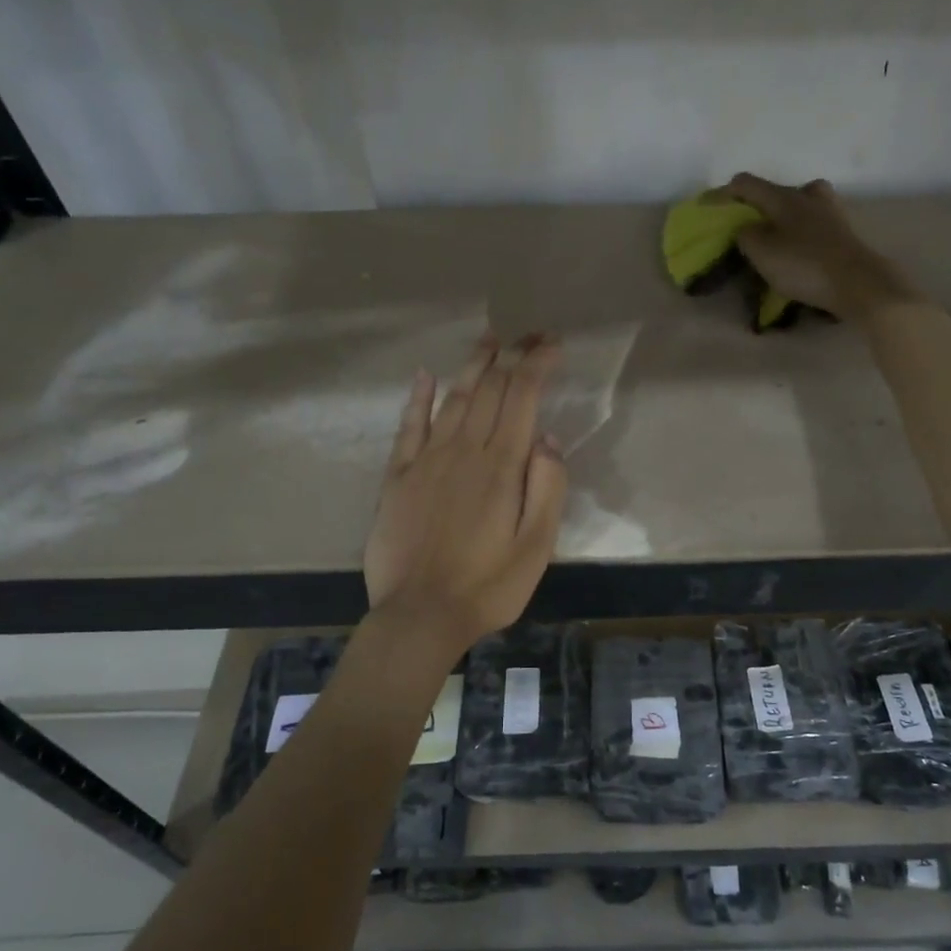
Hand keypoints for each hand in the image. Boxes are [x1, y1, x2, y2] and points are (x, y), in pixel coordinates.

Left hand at [363, 333, 568, 648]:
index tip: (553, 344)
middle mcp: (464, 450)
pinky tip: (424, 376)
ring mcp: (427, 460)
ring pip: (453, 398)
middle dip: (512, 355)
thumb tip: (546, 438)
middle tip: (529, 334)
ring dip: (472, 366)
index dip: (538, 363)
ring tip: (488, 340)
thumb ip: (547, 488)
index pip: (522, 396)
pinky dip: (418, 398)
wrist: (419, 616)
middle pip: (490, 388)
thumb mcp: (537, 546)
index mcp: (502, 465)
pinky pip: (409, 426)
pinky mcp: (398, 477)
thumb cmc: (488, 586)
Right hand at [709, 173, 915, 319]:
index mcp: (783, 196)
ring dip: (780, 216)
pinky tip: (797, 246)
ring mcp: (829, 209)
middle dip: (754, 207)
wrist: (858, 282)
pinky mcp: (842, 228)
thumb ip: (746, 236)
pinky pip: (812, 221)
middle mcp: (807, 194)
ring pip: (795, 204)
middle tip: (743, 228)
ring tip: (772, 237)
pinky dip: (799, 229)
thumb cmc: (804, 266)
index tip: (708, 208)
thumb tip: (746, 228)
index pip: (745, 183)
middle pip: (773, 192)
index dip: (723, 194)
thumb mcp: (762, 253)